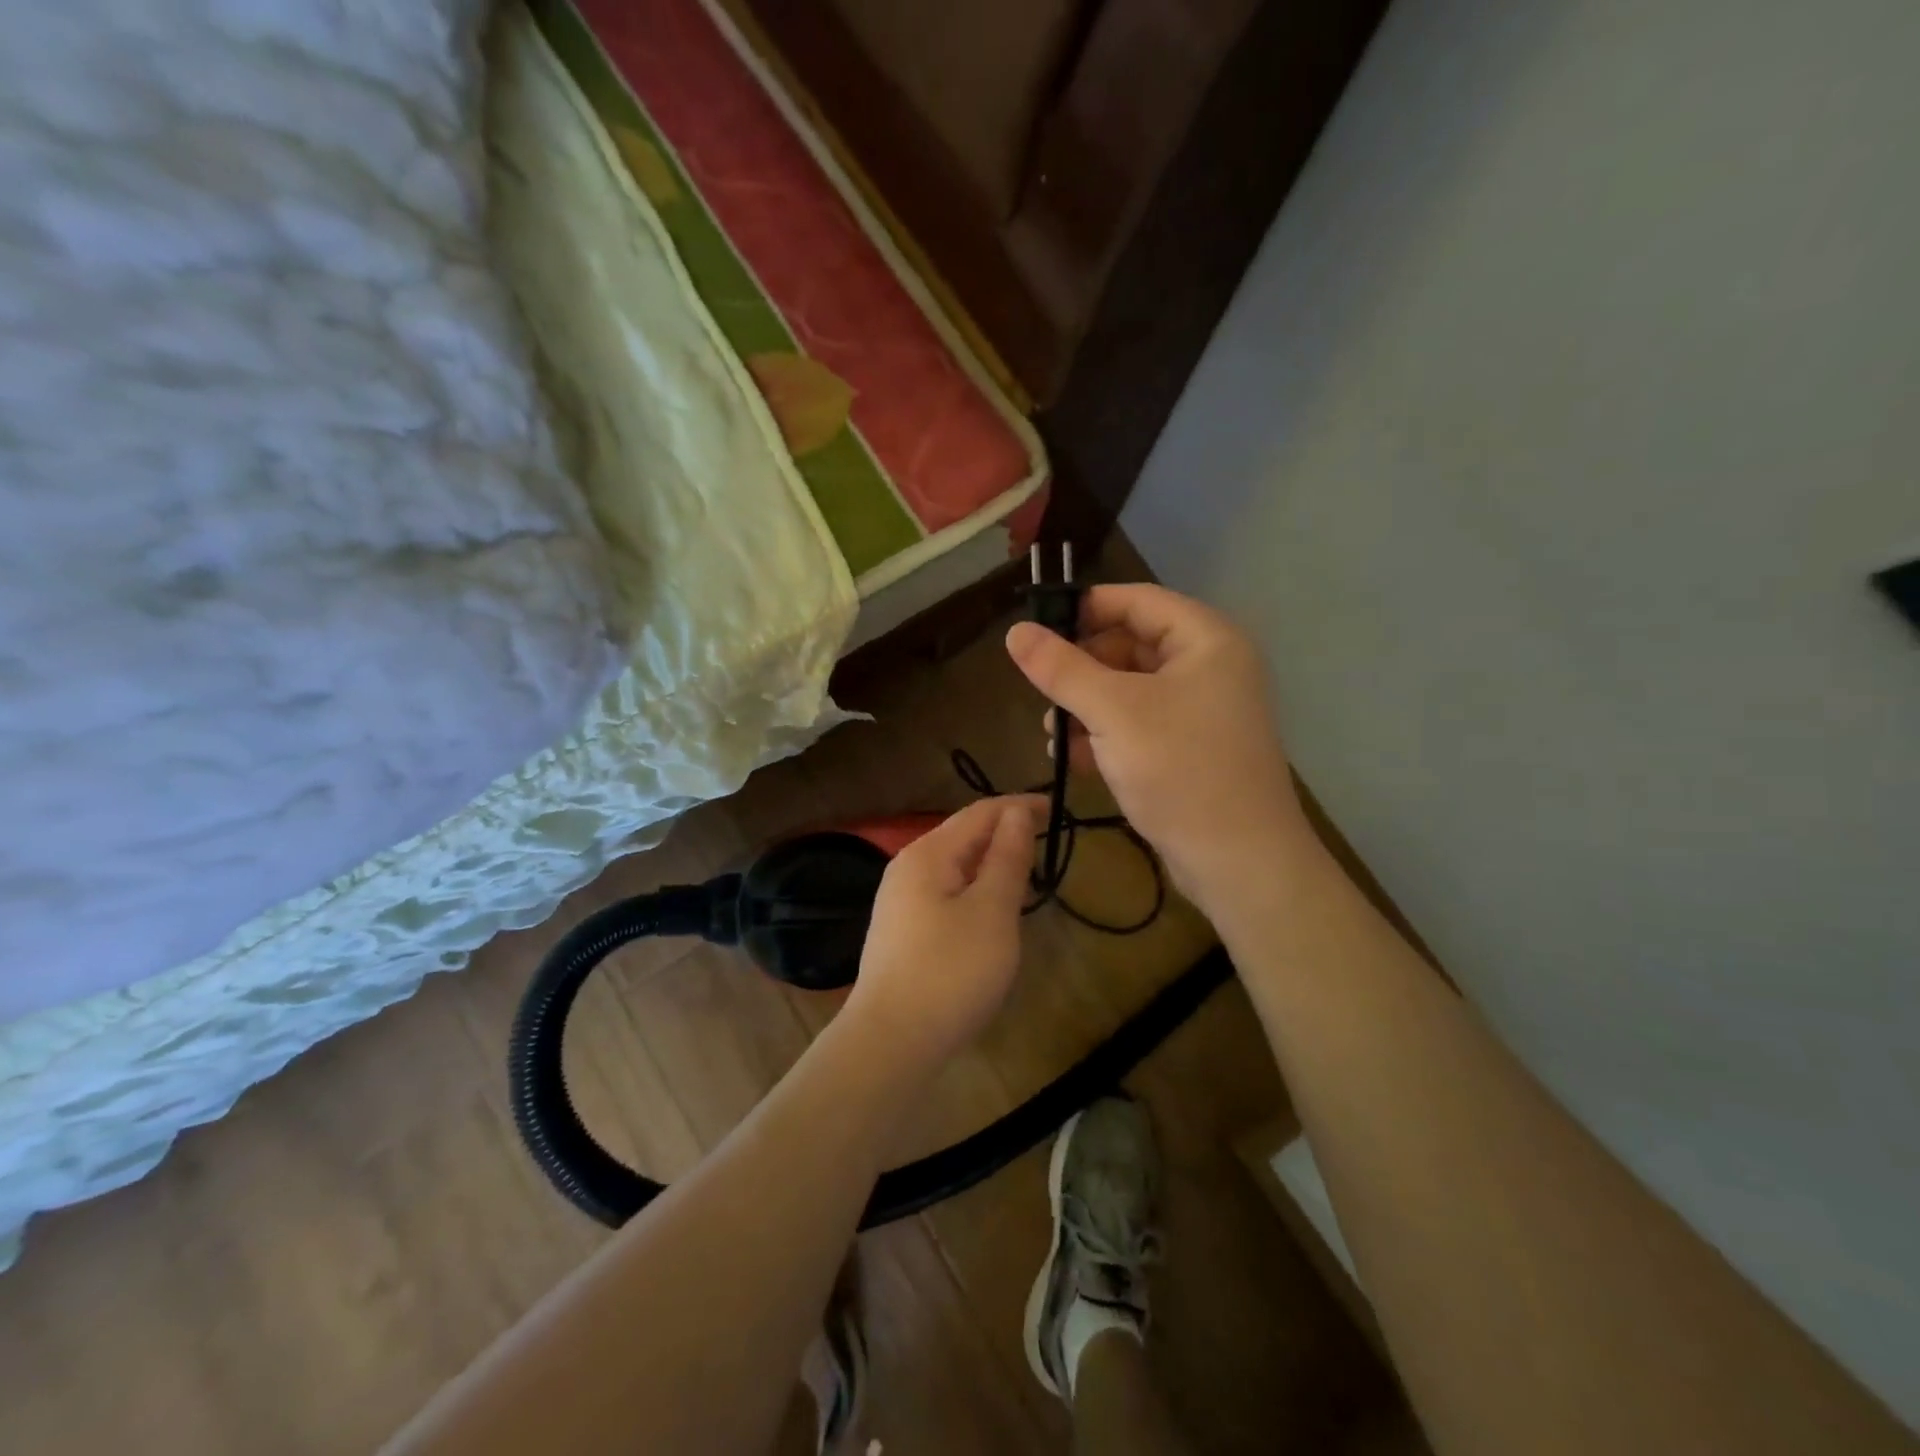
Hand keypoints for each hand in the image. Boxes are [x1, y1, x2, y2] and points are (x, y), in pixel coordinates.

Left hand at [845, 796, 1040, 1068]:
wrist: (891, 1042)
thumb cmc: (951, 971)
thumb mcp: (992, 911)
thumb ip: (1007, 858)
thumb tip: (1017, 812)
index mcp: (928, 854)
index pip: (980, 813)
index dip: (1020, 806)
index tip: (1057, 809)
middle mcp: (908, 867)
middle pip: (963, 836)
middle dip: (1005, 834)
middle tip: (1046, 844)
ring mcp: (899, 900)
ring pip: (955, 867)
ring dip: (991, 864)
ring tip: (1025, 874)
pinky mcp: (901, 931)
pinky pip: (945, 893)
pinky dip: (974, 890)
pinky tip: (990, 911)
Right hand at [1005, 584, 1312, 916]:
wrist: (1238, 861)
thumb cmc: (1180, 768)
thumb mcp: (1112, 712)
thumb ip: (1061, 668)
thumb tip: (1015, 631)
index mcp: (1206, 640)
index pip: (1137, 600)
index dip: (1085, 607)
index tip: (1037, 627)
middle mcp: (1209, 667)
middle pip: (1131, 644)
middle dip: (1081, 667)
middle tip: (1041, 688)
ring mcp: (1202, 711)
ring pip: (1130, 689)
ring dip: (1086, 705)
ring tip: (1051, 731)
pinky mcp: (1190, 749)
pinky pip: (1139, 724)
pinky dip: (1105, 734)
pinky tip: (1071, 757)